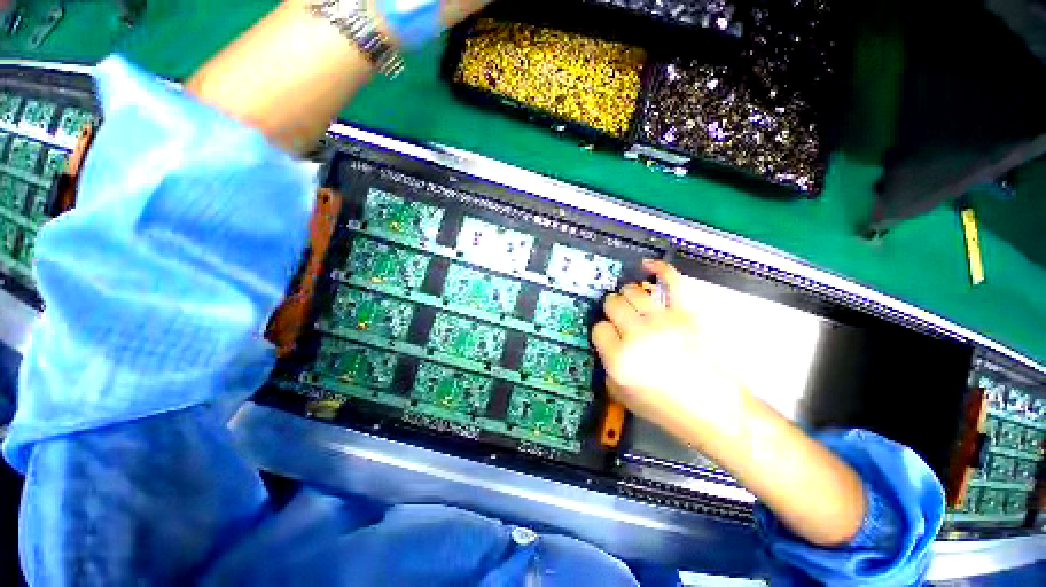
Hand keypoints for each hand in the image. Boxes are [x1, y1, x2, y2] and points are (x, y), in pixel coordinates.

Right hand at [592, 260, 744, 440]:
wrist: (716, 411)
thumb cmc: (666, 409)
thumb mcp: (622, 395)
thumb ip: (607, 365)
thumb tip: (607, 341)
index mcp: (620, 359)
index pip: (598, 329)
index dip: (603, 333)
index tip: (610, 338)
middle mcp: (638, 335)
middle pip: (612, 304)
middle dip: (612, 311)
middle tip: (620, 320)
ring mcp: (664, 321)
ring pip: (632, 291)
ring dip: (627, 296)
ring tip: (633, 304)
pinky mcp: (687, 313)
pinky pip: (671, 281)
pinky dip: (659, 268)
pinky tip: (648, 265)